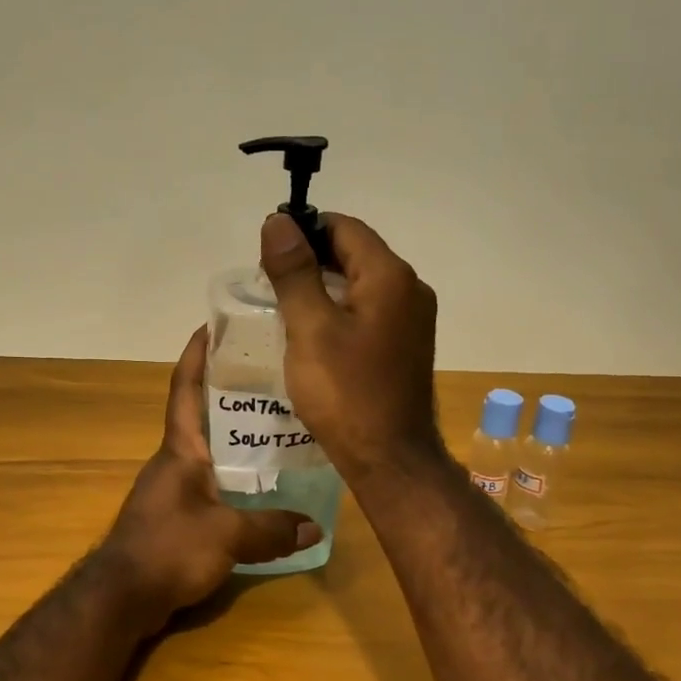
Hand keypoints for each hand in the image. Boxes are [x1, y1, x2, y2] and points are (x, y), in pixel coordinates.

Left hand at [97, 326, 321, 623]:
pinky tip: (264, 486)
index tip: (213, 324)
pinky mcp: (177, 516)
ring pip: (211, 451)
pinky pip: (213, 484)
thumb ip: (272, 528)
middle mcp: (175, 461)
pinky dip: (236, 477)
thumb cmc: (168, 549)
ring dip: (238, 437)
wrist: (122, 598)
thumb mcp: (227, 536)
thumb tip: (316, 527)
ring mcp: (174, 489)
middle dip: (232, 392)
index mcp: (180, 449)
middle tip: (274, 376)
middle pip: (204, 415)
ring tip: (281, 427)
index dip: (197, 354)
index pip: (186, 388)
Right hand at [259, 211, 443, 485]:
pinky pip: (369, 311)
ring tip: (283, 307)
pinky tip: (312, 333)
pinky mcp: (405, 345)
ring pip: (361, 284)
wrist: (389, 458)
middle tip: (269, 282)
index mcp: (390, 277)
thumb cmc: (346, 393)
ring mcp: (412, 320)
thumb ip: (294, 272)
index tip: (268, 252)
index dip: (304, 230)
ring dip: (323, 286)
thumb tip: (278, 221)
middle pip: (355, 253)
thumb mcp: (310, 328)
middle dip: (311, 259)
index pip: (344, 228)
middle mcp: (410, 290)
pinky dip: (339, 311)